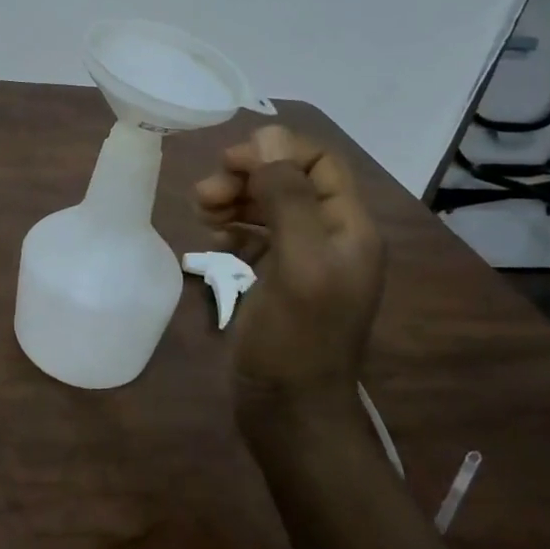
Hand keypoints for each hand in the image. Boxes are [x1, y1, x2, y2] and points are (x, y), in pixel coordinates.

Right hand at [194, 126, 384, 436]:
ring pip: (268, 205)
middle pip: (289, 180)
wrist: (289, 412)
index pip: (319, 161)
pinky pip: (255, 234)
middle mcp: (331, 237)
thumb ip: (287, 198)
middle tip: (204, 193)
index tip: (230, 164)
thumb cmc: (297, 339)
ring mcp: (303, 259)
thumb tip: (269, 136)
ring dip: (234, 199)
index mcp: (350, 227)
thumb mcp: (298, 264)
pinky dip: (232, 226)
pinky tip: (212, 237)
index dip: (275, 152)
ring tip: (199, 211)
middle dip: (246, 177)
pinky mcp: (277, 279)